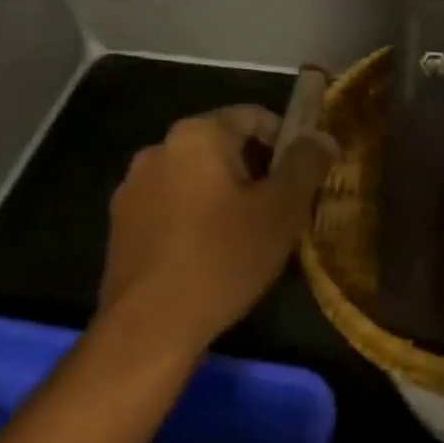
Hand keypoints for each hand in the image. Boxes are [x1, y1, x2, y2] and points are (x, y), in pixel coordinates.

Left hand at [96, 107, 337, 361]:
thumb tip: (322, 137)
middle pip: (223, 145)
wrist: (149, 327)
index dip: (287, 140)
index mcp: (197, 135)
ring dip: (226, 193)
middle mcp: (159, 149)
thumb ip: (306, 164)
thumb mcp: (281, 210)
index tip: (304, 175)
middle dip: (257, 169)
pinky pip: (172, 205)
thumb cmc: (223, 258)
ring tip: (249, 234)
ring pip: (196, 176)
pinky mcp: (121, 224)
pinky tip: (212, 253)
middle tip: (283, 208)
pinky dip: (196, 216)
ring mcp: (134, 187)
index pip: (254, 116)